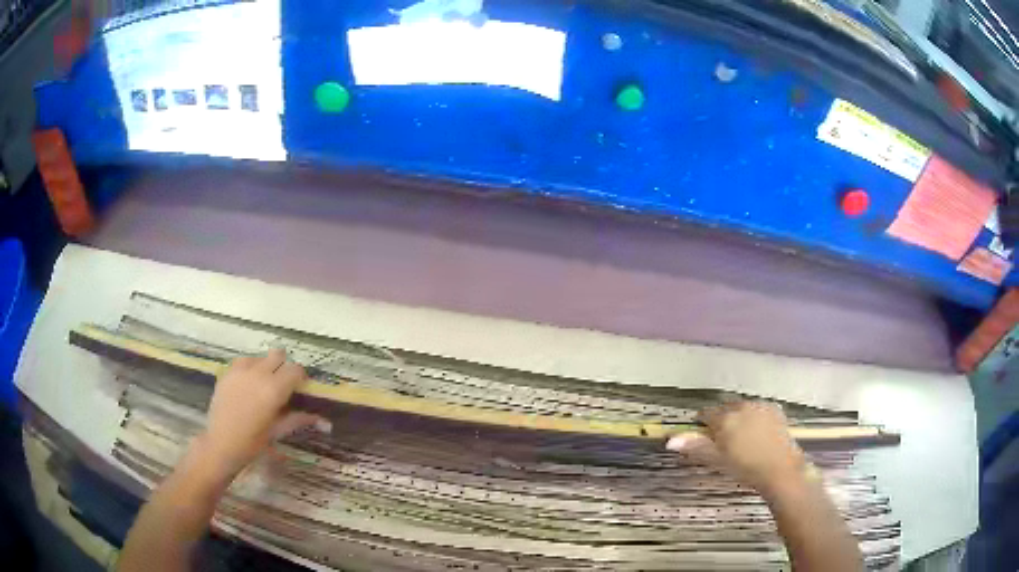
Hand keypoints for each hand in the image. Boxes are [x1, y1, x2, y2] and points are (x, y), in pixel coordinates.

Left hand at [194, 349, 329, 480]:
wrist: (221, 444)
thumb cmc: (253, 442)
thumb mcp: (277, 431)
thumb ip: (298, 419)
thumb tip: (323, 420)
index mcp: (274, 389)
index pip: (295, 370)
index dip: (301, 377)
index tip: (301, 387)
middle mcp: (259, 373)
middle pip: (278, 355)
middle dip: (284, 366)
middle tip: (283, 384)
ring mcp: (241, 370)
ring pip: (261, 357)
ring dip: (266, 366)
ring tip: (263, 384)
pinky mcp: (228, 372)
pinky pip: (244, 361)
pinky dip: (250, 368)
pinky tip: (248, 383)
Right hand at [666, 401, 806, 493]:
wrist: (780, 469)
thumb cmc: (745, 468)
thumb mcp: (717, 460)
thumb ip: (696, 446)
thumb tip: (670, 439)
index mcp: (724, 419)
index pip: (706, 414)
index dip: (702, 424)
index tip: (703, 435)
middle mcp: (740, 407)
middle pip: (725, 408)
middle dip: (721, 419)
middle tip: (723, 439)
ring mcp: (759, 406)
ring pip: (741, 407)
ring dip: (738, 416)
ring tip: (741, 436)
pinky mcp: (774, 409)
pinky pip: (758, 408)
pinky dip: (754, 416)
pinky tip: (757, 431)